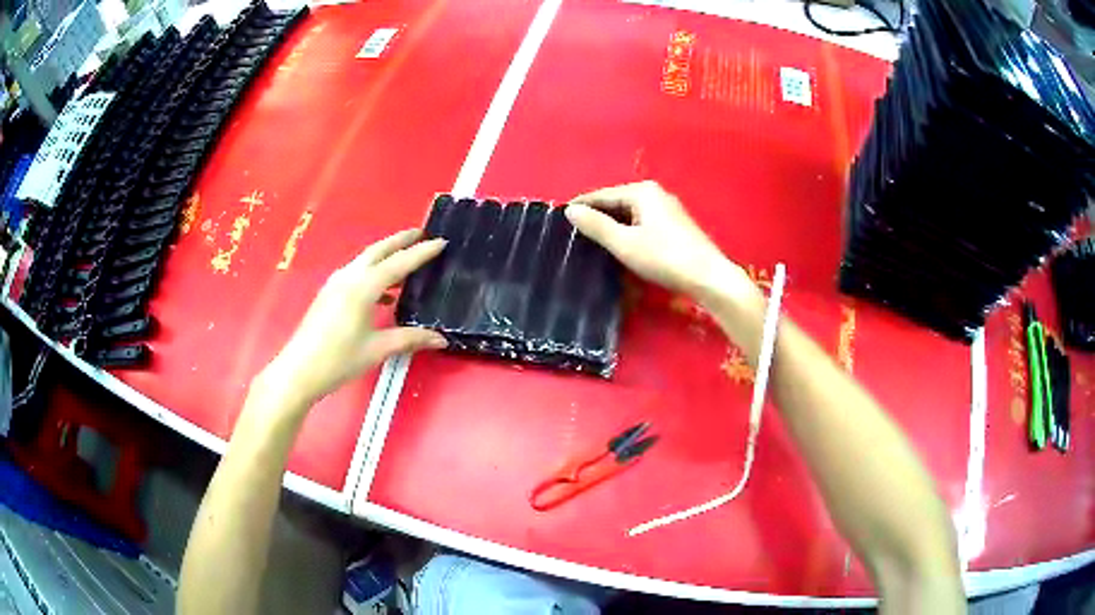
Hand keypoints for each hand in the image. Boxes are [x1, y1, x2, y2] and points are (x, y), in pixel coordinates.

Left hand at [261, 229, 447, 405]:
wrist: (299, 370)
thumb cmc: (339, 359)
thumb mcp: (378, 349)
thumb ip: (410, 339)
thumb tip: (440, 339)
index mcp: (363, 287)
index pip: (399, 263)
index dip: (422, 252)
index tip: (442, 241)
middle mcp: (349, 277)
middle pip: (378, 250)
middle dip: (401, 240)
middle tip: (422, 233)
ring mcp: (336, 283)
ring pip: (365, 260)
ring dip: (386, 256)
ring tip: (406, 260)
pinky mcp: (329, 294)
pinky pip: (356, 274)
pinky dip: (374, 274)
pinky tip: (384, 294)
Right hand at [566, 181, 750, 300]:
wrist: (709, 277)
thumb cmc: (665, 257)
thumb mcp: (625, 243)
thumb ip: (596, 225)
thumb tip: (570, 211)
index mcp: (642, 192)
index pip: (602, 195)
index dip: (581, 206)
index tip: (560, 218)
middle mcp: (656, 194)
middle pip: (617, 203)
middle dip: (597, 217)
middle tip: (573, 234)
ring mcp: (668, 209)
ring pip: (630, 214)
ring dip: (612, 226)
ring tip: (591, 242)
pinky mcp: (675, 226)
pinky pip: (642, 223)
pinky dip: (628, 232)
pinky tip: (619, 246)